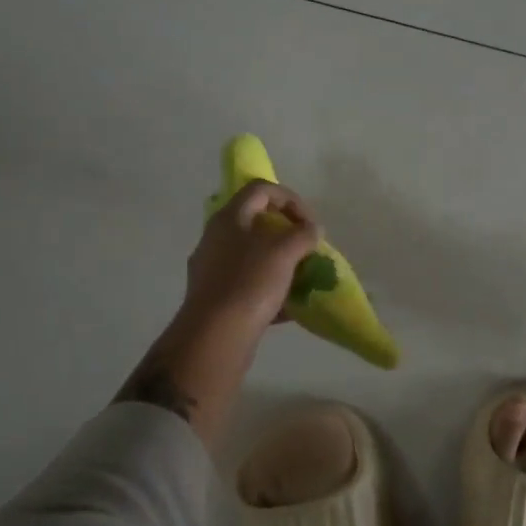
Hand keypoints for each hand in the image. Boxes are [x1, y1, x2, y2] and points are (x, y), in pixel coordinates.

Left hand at [182, 180, 322, 336]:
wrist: (215, 336)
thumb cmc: (250, 283)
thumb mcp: (285, 252)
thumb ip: (303, 234)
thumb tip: (312, 230)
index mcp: (230, 218)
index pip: (261, 189)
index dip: (290, 199)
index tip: (310, 223)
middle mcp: (216, 238)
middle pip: (257, 222)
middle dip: (288, 234)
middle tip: (307, 249)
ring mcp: (213, 268)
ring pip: (254, 255)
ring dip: (281, 262)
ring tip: (302, 278)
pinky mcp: (216, 296)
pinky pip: (249, 283)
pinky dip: (271, 289)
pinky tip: (288, 307)